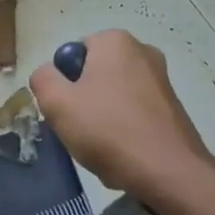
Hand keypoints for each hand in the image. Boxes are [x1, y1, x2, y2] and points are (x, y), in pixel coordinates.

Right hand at [29, 30, 214, 204]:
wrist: (170, 173)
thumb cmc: (108, 130)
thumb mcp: (57, 103)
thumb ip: (42, 79)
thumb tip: (48, 75)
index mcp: (115, 41)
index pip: (71, 54)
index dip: (62, 83)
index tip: (66, 109)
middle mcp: (142, 51)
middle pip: (92, 74)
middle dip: (82, 100)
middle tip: (79, 129)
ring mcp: (161, 80)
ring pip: (112, 95)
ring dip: (101, 118)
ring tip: (102, 146)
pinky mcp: (172, 107)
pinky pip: (134, 112)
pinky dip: (124, 129)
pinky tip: (123, 152)